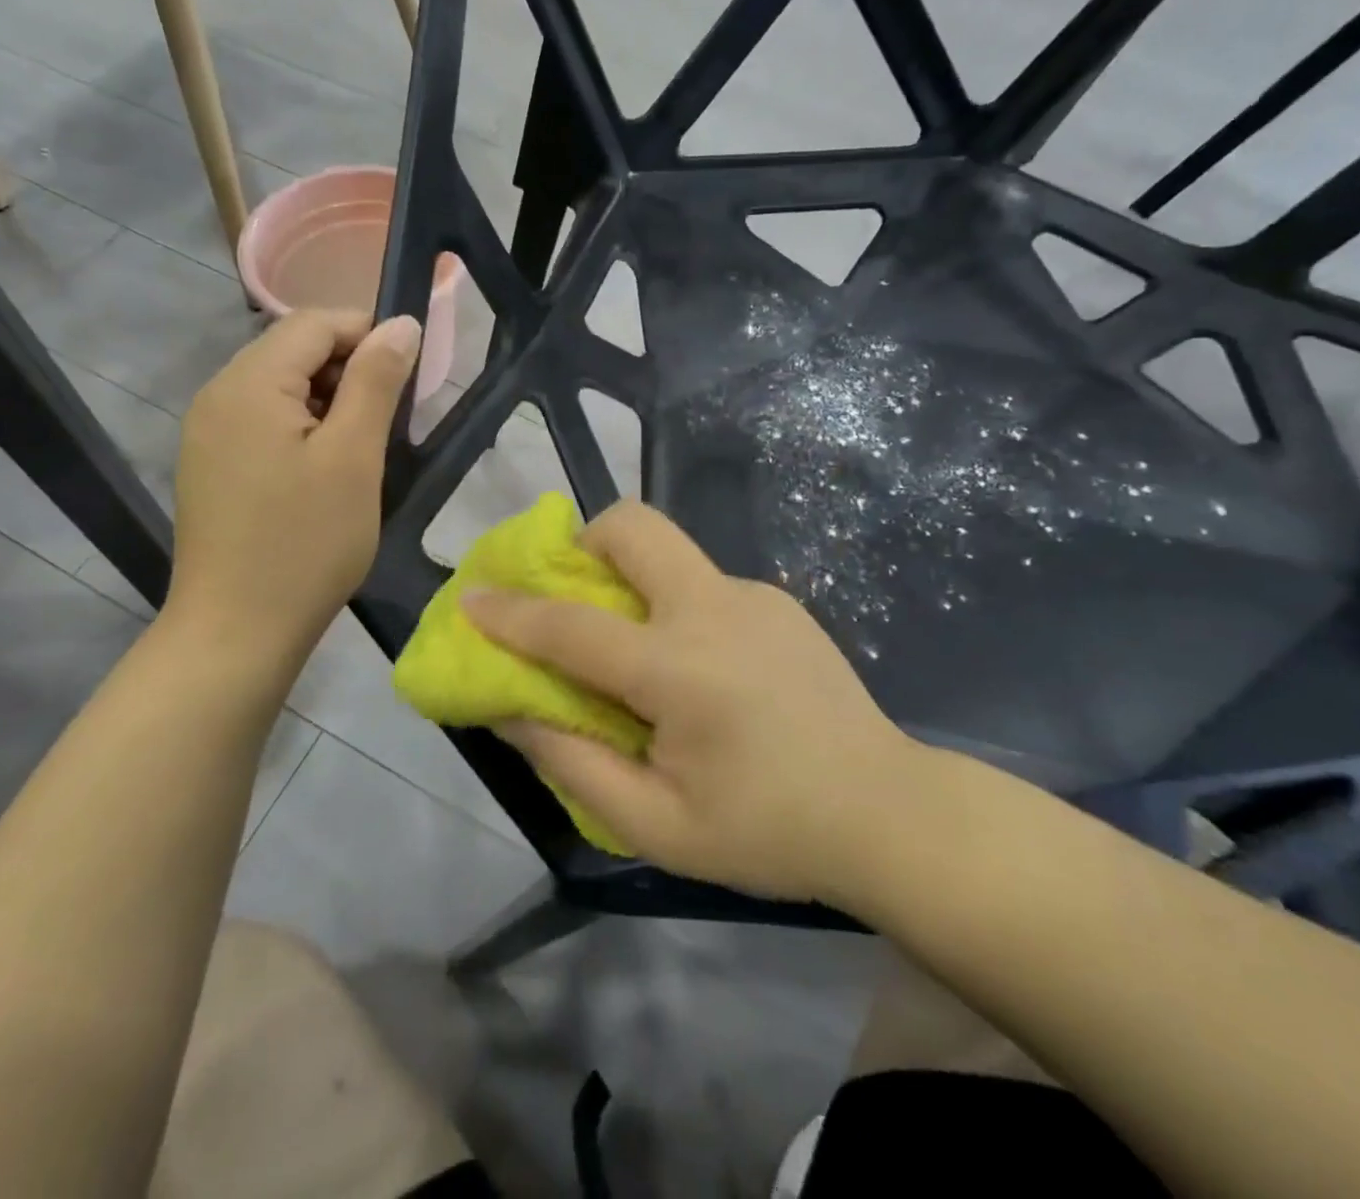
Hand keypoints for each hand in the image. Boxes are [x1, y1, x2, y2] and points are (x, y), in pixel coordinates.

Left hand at [163, 310, 420, 654]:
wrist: (237, 631)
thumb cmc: (306, 543)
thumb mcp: (354, 457)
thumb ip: (376, 381)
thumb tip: (401, 324)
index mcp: (247, 383)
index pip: (314, 323)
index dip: (368, 334)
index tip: (409, 378)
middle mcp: (217, 394)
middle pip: (292, 350)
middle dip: (349, 370)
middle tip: (389, 422)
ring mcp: (207, 432)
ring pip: (280, 387)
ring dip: (328, 401)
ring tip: (361, 450)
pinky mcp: (210, 465)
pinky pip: (262, 421)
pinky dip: (301, 428)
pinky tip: (324, 470)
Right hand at [463, 501, 927, 904]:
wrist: (890, 812)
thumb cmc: (768, 832)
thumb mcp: (657, 826)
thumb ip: (573, 763)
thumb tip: (513, 709)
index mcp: (681, 669)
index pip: (572, 627)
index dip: (511, 612)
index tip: (470, 598)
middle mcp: (715, 609)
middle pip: (634, 526)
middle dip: (584, 540)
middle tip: (573, 595)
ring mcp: (755, 596)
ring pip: (670, 553)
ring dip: (632, 581)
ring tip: (639, 654)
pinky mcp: (781, 602)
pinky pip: (704, 585)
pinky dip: (676, 609)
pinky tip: (703, 673)